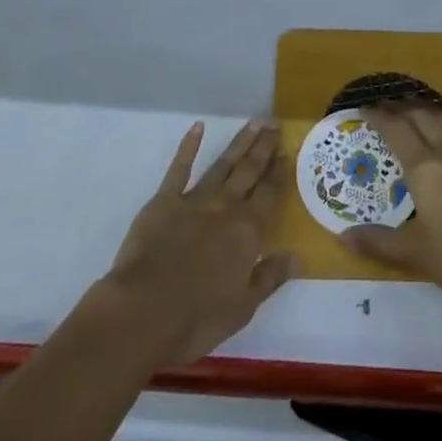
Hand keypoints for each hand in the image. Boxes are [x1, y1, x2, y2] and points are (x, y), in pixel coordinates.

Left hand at [100, 120, 296, 367]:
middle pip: (250, 171)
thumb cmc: (196, 317)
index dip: (280, 172)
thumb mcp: (243, 307)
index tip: (288, 150)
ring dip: (239, 142)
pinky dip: (189, 146)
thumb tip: (299, 255)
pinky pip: (179, 168)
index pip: (269, 194)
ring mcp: (195, 199)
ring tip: (254, 122)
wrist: (142, 312)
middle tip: (275, 123)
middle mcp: (226, 207)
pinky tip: (197, 128)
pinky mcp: (164, 200)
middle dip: (264, 147)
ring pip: (223, 164)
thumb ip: (270, 277)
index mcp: (247, 232)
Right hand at [343, 104, 441, 342]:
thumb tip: (343, 236)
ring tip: (412, 114)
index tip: (363, 107)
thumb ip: (378, 242)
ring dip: (426, 111)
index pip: (397, 130)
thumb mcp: (417, 255)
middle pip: (422, 116)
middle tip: (383, 106)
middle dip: (400, 107)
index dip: (379, 116)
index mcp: (427, 171)